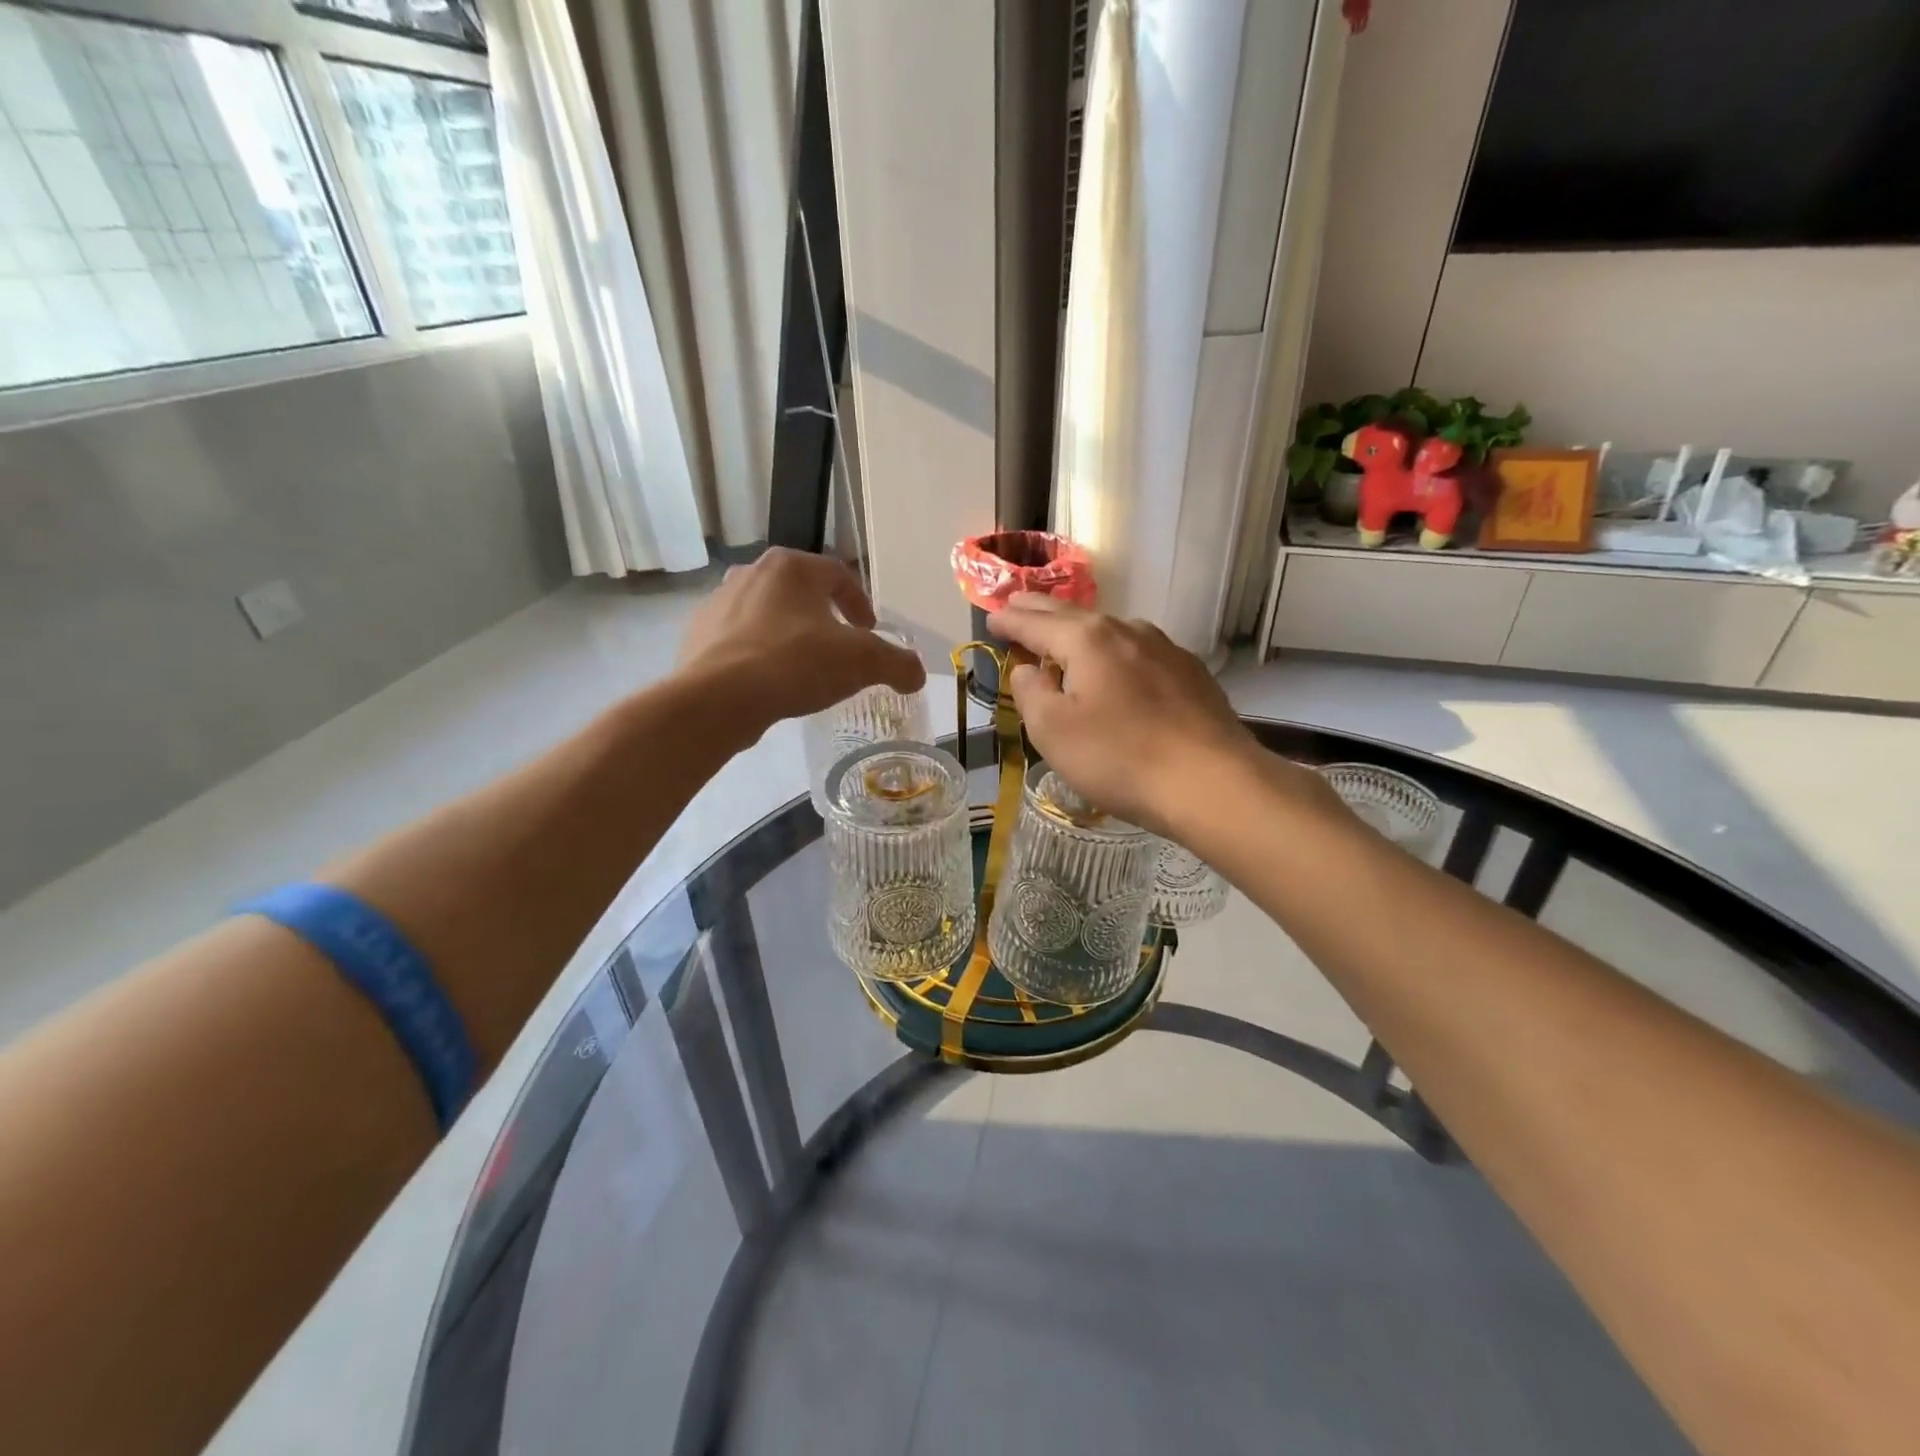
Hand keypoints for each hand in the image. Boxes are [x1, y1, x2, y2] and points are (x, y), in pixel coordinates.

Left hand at [677, 549, 925, 740]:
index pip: (838, 574)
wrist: (719, 699)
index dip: (860, 603)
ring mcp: (718, 603)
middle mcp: (752, 573)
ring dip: (789, 635)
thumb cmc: (796, 664)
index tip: (869, 631)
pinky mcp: (697, 635)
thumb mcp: (862, 663)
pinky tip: (769, 683)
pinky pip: (739, 640)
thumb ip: (897, 664)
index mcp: (791, 566)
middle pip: (801, 592)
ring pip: (768, 615)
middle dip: (823, 618)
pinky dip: (758, 655)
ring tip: (803, 668)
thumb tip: (916, 675)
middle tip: (839, 648)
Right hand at [987, 595, 1259, 834]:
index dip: (1009, 620)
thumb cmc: (1119, 758)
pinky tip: (1117, 667)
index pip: (1035, 622)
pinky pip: (1138, 652)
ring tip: (1064, 636)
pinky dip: (1115, 652)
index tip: (991, 617)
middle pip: (1073, 615)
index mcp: (1087, 639)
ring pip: (1111, 630)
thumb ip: (1031, 692)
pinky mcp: (1190, 672)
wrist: (1211, 782)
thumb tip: (1029, 669)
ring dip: (1081, 631)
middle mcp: (1127, 630)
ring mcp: (1164, 648)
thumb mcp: (1053, 731)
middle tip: (1018, 605)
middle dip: (1041, 611)